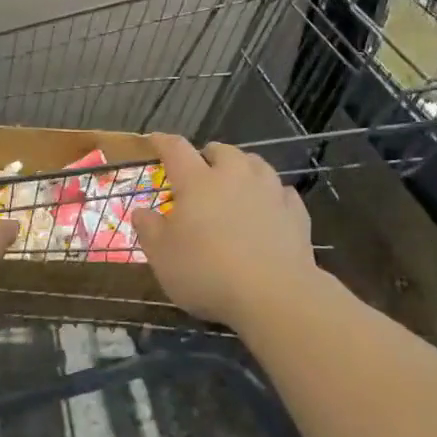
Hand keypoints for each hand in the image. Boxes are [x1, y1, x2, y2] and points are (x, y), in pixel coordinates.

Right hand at [132, 135, 317, 328]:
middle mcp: (234, 176)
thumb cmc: (207, 272)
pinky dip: (272, 195)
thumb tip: (141, 212)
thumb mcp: (162, 256)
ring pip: (255, 164)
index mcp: (197, 181)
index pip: (176, 149)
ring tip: (236, 184)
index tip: (155, 140)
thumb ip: (149, 230)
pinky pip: (282, 192)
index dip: (163, 142)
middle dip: (208, 155)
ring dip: (242, 168)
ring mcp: (269, 191)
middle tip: (200, 171)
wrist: (274, 295)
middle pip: (221, 150)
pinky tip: (269, 208)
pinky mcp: (296, 212)